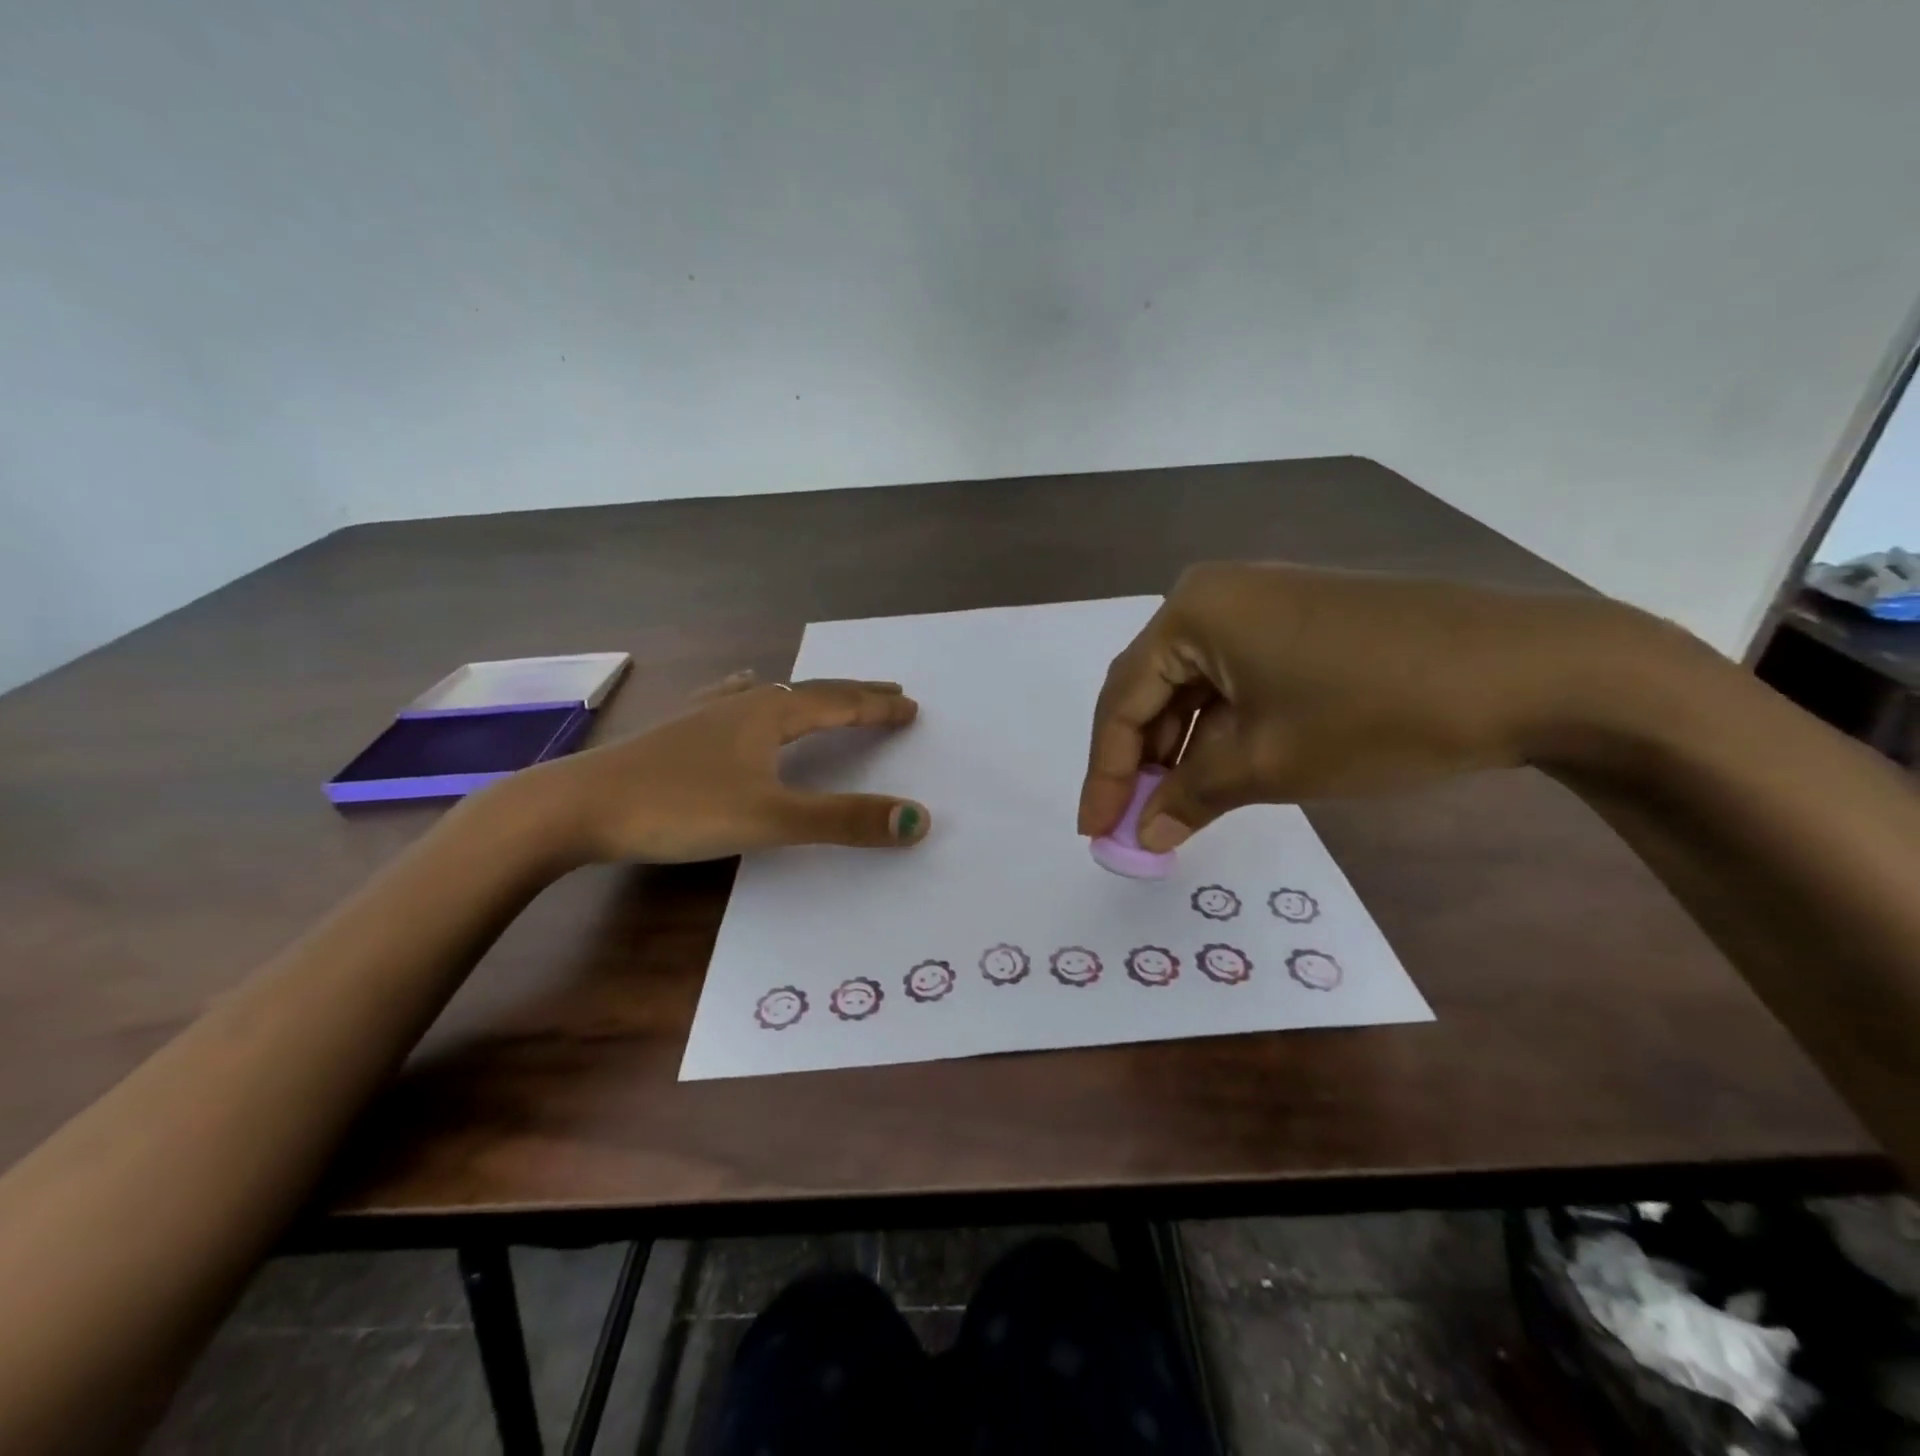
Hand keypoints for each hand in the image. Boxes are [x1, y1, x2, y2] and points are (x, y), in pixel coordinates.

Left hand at [511, 673, 930, 864]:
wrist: (577, 807)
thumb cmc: (679, 809)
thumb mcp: (771, 820)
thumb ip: (843, 820)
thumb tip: (918, 819)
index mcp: (770, 714)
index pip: (840, 702)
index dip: (878, 706)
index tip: (912, 706)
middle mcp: (743, 703)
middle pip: (811, 692)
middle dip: (854, 694)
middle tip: (888, 693)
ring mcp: (705, 714)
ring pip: (771, 694)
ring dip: (809, 695)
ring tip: (827, 694)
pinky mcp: (677, 731)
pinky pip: (730, 700)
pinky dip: (752, 694)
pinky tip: (740, 690)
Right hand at [1078, 561, 1674, 849]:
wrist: (1537, 670)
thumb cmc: (1379, 712)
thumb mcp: (1269, 764)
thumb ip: (1190, 797)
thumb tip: (1143, 836)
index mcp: (1192, 612)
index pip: (1122, 700)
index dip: (1104, 772)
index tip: (1093, 831)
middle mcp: (1216, 596)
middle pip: (1153, 690)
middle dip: (1141, 762)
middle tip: (1133, 825)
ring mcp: (1263, 604)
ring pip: (1196, 688)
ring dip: (1181, 751)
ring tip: (1175, 810)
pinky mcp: (1302, 623)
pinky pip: (1237, 681)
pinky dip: (1223, 731)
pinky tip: (1222, 773)